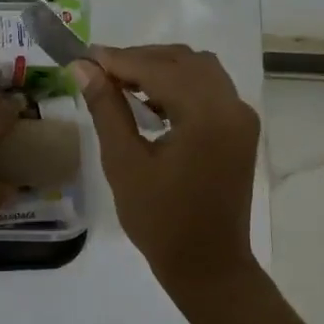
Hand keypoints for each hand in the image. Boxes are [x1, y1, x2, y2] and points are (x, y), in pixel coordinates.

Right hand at [75, 44, 260, 300]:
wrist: (208, 266)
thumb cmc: (160, 221)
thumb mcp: (124, 163)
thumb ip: (106, 108)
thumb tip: (83, 67)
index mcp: (206, 116)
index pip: (158, 68)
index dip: (118, 59)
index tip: (83, 57)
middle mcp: (232, 107)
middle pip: (183, 60)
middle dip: (140, 59)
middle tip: (98, 71)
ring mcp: (241, 117)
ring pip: (198, 69)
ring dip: (160, 68)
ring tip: (121, 84)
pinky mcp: (240, 129)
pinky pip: (209, 88)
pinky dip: (179, 84)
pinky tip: (150, 100)